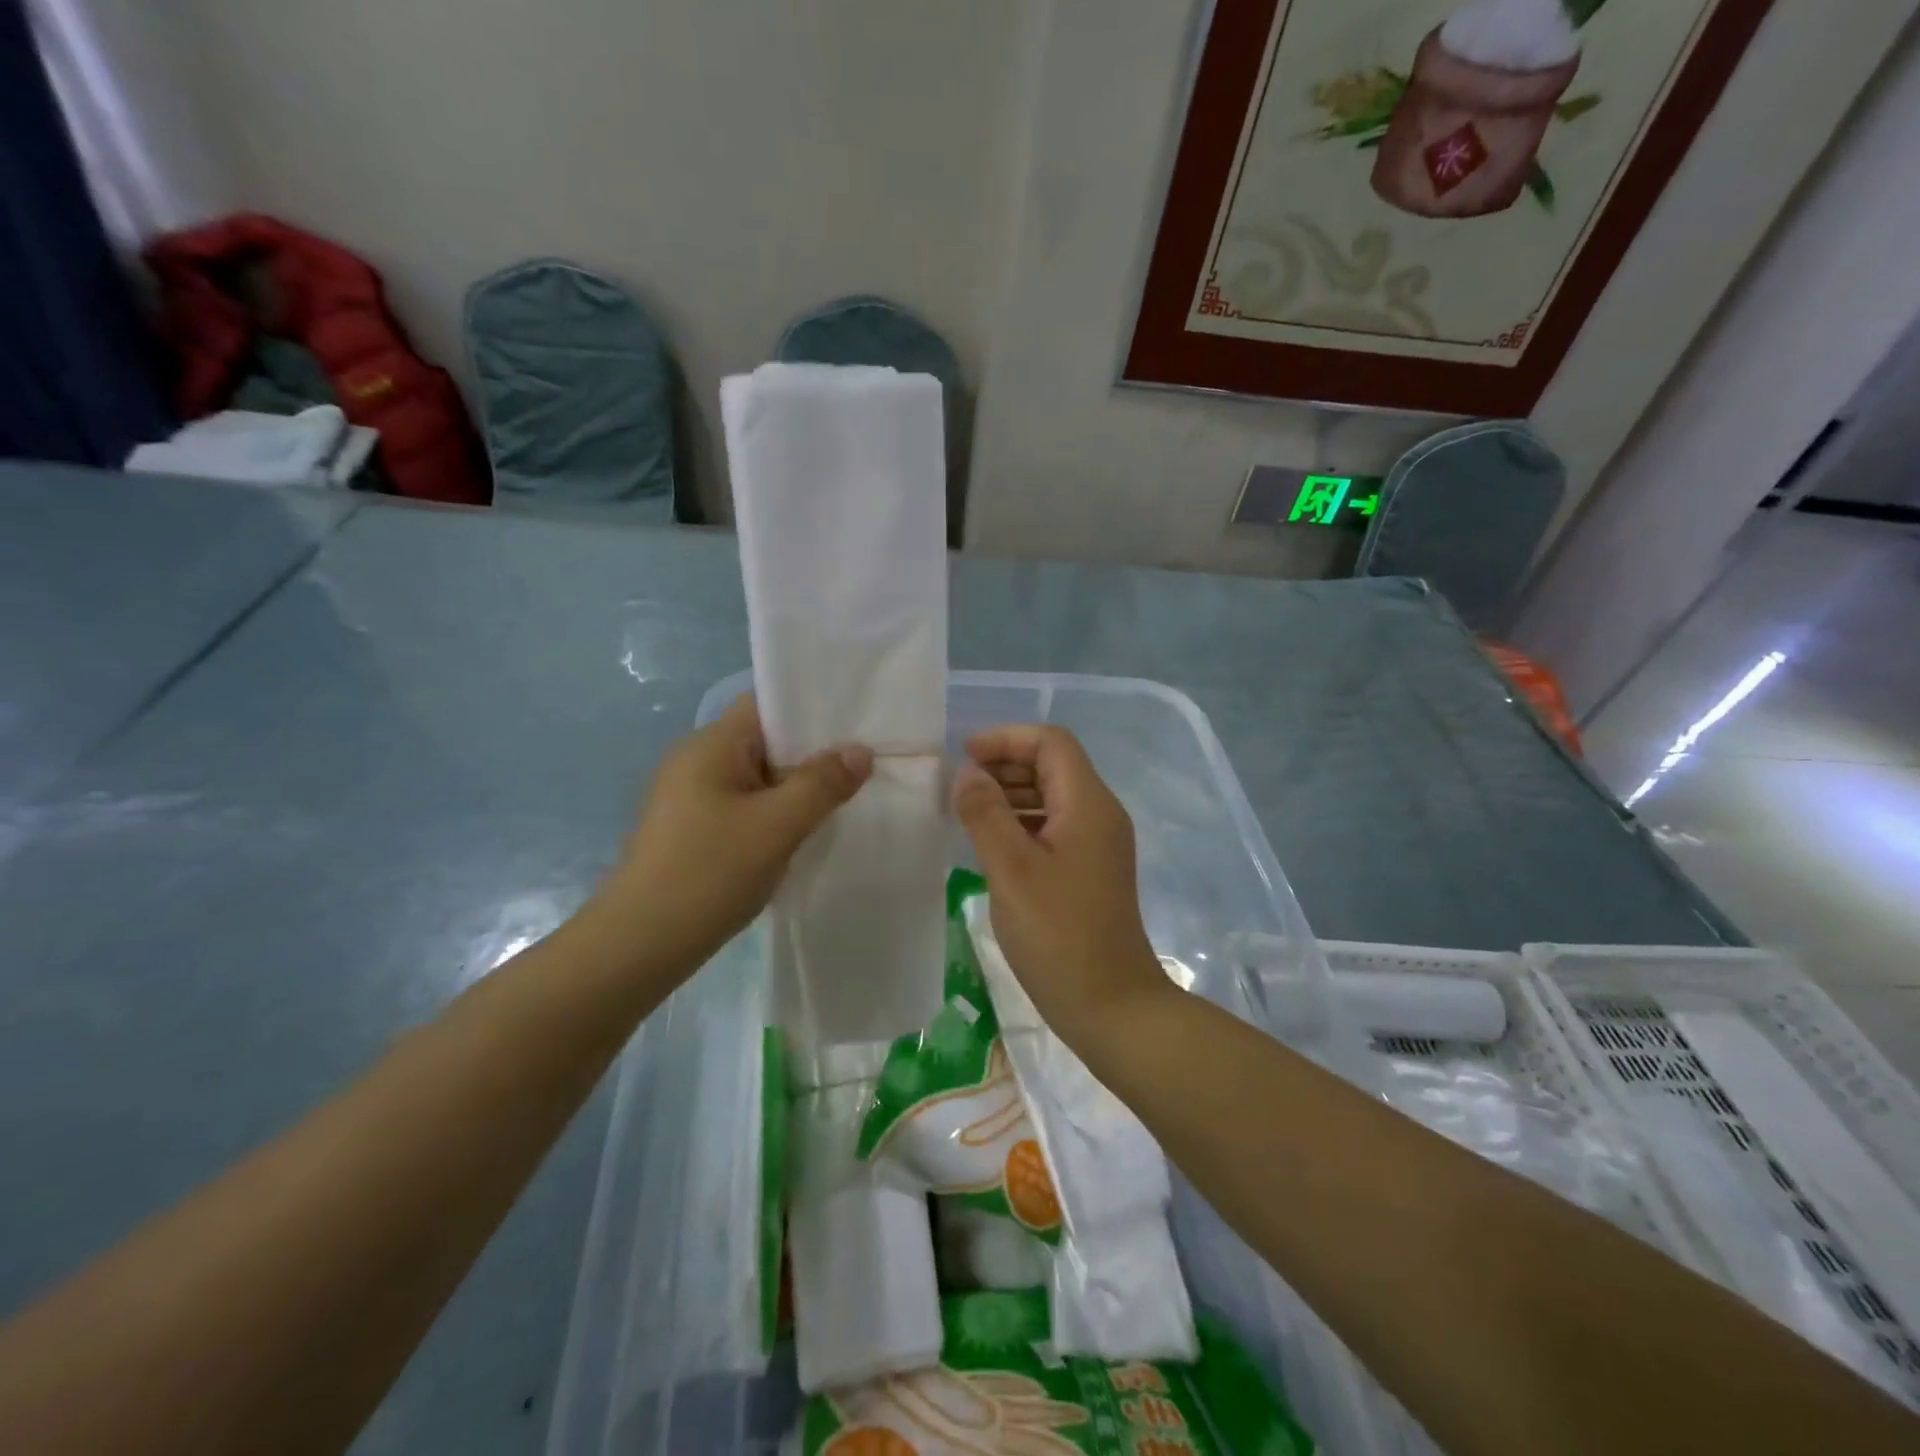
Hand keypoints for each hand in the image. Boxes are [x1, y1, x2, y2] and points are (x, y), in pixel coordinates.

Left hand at [593, 696, 872, 970]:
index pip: (766, 704)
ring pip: (756, 778)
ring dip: (794, 789)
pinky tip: (801, 834)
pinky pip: (743, 806)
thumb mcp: (777, 826)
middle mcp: (696, 761)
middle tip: (861, 768)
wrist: (639, 945)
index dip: (811, 710)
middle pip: (765, 741)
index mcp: (710, 745)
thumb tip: (860, 752)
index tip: (856, 727)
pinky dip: (774, 813)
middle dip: (811, 755)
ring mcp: (689, 797)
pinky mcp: (691, 830)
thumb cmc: (710, 872)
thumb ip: (822, 784)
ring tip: (841, 801)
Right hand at [950, 725, 1171, 1043]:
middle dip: (1005, 765)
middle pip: (1053, 766)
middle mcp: (1099, 815)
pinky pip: (1053, 828)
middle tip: (958, 786)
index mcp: (1088, 804)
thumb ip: (985, 814)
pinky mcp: (1089, 871)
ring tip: (965, 811)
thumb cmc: (1059, 936)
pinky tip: (989, 845)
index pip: (1051, 743)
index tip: (963, 756)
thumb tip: (967, 773)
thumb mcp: (1011, 871)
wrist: (1113, 1007)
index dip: (1006, 739)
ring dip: (1010, 795)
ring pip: (1051, 797)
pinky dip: (1021, 824)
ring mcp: (1097, 845)